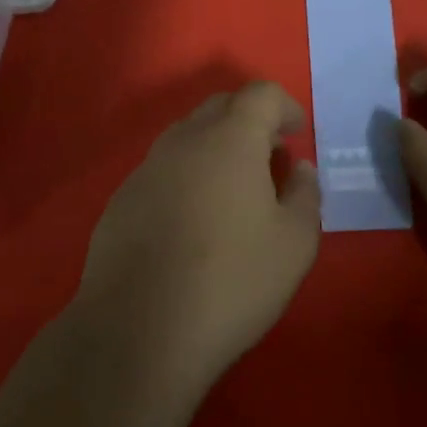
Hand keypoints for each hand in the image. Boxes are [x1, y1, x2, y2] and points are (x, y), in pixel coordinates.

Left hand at [73, 83, 320, 390]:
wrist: (137, 333)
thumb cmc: (231, 283)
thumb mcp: (294, 245)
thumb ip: (305, 195)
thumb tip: (298, 169)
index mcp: (229, 140)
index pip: (260, 94)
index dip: (284, 106)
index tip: (296, 134)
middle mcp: (183, 141)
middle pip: (220, 107)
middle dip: (250, 122)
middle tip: (270, 161)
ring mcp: (146, 169)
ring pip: (187, 137)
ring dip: (216, 149)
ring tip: (233, 194)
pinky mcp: (120, 200)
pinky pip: (162, 171)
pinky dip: (186, 178)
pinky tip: (192, 225)